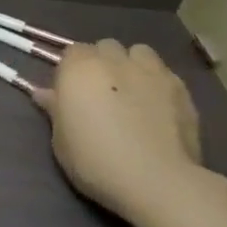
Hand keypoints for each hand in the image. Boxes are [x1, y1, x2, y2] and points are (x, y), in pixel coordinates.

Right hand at [31, 40, 205, 226]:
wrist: (156, 180)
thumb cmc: (95, 160)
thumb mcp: (61, 140)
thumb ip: (55, 110)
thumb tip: (44, 94)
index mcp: (80, 69)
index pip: (72, 51)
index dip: (71, 70)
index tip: (71, 92)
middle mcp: (115, 61)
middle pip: (105, 47)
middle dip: (102, 62)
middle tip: (100, 92)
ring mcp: (152, 72)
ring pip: (139, 53)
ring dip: (132, 64)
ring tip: (131, 91)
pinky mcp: (182, 89)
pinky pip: (164, 74)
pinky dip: (157, 83)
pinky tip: (156, 107)